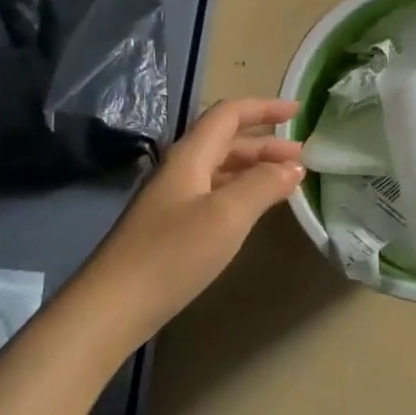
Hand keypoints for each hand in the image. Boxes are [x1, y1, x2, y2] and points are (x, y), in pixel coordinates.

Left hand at [83, 98, 303, 334]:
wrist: (113, 306)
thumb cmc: (173, 254)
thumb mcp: (227, 216)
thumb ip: (263, 185)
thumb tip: (293, 167)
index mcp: (190, 156)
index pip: (229, 115)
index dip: (264, 108)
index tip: (298, 111)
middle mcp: (181, 169)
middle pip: (226, 141)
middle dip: (266, 143)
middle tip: (302, 156)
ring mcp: (173, 199)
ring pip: (221, 168)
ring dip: (255, 167)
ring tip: (288, 181)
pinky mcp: (171, 226)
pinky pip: (214, 193)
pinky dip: (242, 191)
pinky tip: (255, 208)